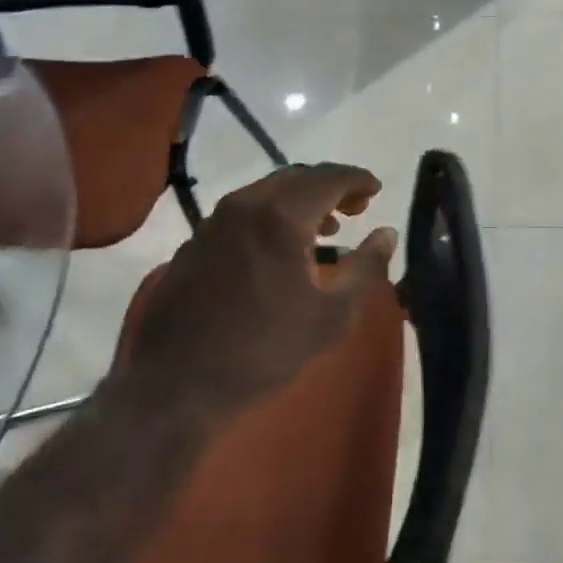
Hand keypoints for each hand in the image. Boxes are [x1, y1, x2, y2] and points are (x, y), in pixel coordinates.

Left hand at [121, 163, 397, 420]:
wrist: (175, 385)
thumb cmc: (263, 351)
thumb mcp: (331, 317)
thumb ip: (366, 269)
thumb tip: (387, 233)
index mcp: (281, 215)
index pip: (329, 178)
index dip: (357, 179)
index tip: (377, 189)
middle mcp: (245, 204)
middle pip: (297, 177)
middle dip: (330, 186)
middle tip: (356, 207)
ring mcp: (214, 221)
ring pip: (267, 192)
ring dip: (301, 200)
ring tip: (326, 228)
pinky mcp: (195, 241)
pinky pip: (243, 212)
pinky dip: (272, 215)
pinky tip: (280, 248)